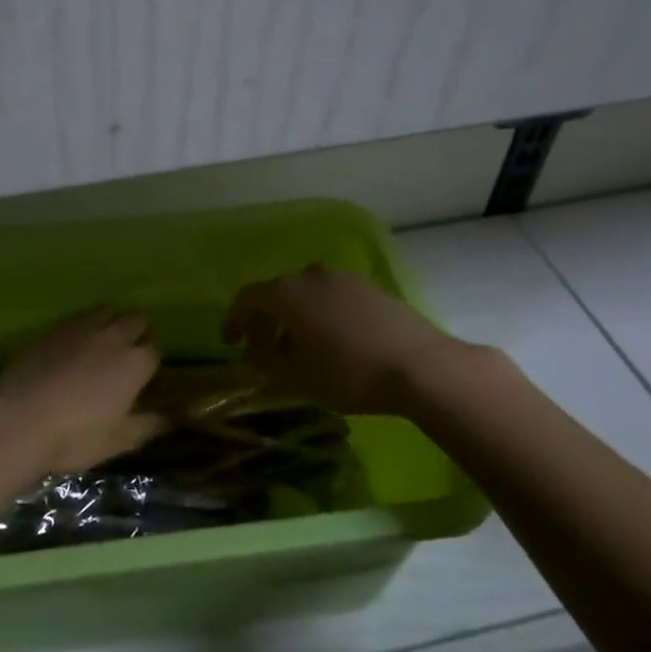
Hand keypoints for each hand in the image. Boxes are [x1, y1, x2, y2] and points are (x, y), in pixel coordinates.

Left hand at [0, 311, 162, 474]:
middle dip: (136, 334)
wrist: (18, 420)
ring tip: (100, 345)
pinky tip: (72, 346)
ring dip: (111, 323)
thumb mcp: (117, 442)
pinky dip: (83, 326)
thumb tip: (168, 419)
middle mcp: (114, 336)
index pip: (154, 351)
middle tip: (123, 358)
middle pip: (136, 321)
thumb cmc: (74, 437)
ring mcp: (82, 328)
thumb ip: (147, 426)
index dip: (148, 365)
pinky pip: (78, 317)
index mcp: (135, 364)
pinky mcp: (54, 328)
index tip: (140, 379)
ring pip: (108, 311)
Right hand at [224, 266, 490, 415]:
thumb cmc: (348, 373)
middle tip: (262, 349)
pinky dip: (319, 314)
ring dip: (293, 316)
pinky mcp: (370, 287)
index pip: (247, 298)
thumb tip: (250, 351)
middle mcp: (311, 275)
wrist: (420, 365)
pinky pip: (331, 296)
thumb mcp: (296, 376)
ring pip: (305, 293)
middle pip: (277, 292)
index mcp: (287, 292)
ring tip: (298, 348)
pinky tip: (331, 341)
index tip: (229, 343)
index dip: (234, 319)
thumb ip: (264, 361)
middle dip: (264, 320)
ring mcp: (344, 278)